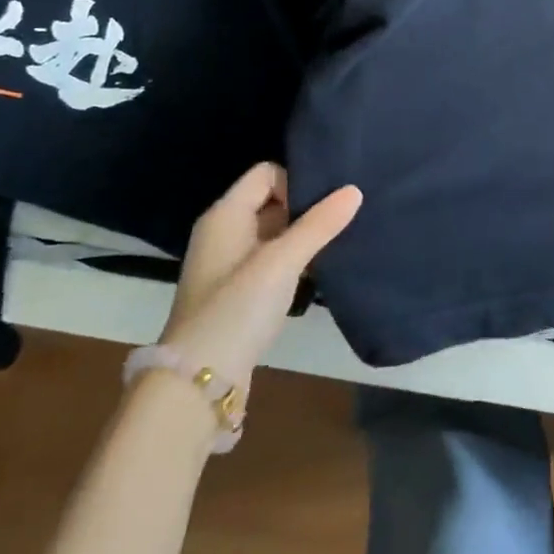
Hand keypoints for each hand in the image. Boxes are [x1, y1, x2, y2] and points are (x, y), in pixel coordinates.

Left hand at [157, 162, 362, 395]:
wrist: (199, 381)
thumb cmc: (237, 309)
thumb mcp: (282, 262)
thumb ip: (319, 225)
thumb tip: (354, 190)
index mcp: (225, 214)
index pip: (266, 173)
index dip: (296, 181)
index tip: (324, 205)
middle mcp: (223, 231)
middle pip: (271, 199)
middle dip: (305, 207)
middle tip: (340, 219)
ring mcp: (229, 262)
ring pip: (274, 231)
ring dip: (302, 235)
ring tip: (336, 242)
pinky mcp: (238, 290)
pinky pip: (271, 257)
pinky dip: (293, 259)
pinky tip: (317, 270)